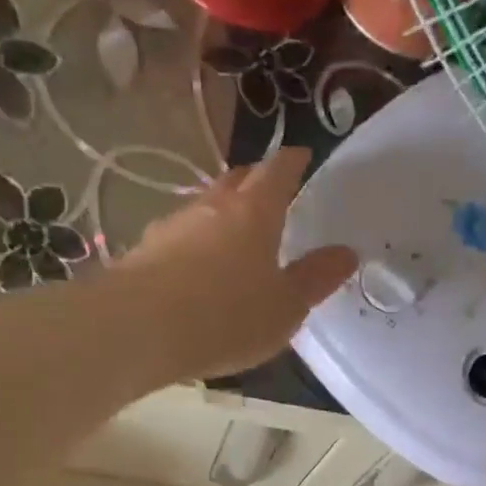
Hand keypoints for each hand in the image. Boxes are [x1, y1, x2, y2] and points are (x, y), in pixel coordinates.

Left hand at [117, 147, 356, 380]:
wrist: (139, 329)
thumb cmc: (227, 316)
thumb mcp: (286, 307)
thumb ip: (315, 279)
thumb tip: (346, 253)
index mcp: (255, 212)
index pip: (278, 171)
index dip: (293, 162)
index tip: (302, 156)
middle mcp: (212, 207)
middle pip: (237, 180)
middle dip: (256, 180)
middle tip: (271, 191)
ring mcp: (174, 226)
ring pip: (205, 207)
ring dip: (223, 212)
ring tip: (235, 233)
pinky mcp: (145, 251)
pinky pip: (180, 237)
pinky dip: (196, 243)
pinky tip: (198, 266)